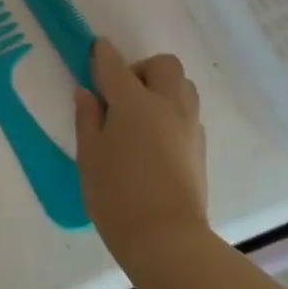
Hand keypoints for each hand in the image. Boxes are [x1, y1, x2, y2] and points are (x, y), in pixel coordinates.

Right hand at [74, 39, 208, 282]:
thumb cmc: (116, 195)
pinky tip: (153, 138)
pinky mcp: (200, 146)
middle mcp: (167, 105)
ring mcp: (189, 125)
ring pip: (183, 86)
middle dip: (141, 68)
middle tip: (120, 94)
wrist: (166, 238)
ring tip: (139, 115)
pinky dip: (171, 111)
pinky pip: (188, 112)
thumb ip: (88, 119)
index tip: (95, 49)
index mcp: (134, 103)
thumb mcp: (88, 156)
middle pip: (163, 65)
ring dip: (162, 88)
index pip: (115, 65)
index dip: (102, 54)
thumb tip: (88, 93)